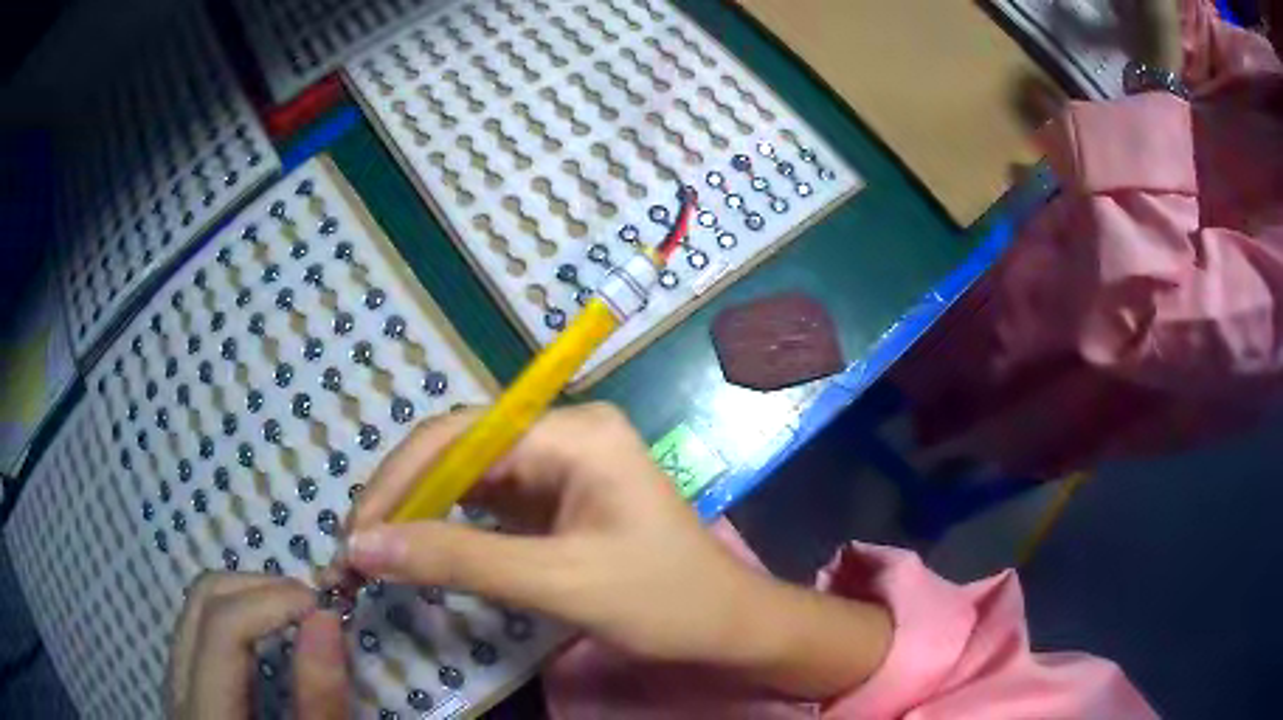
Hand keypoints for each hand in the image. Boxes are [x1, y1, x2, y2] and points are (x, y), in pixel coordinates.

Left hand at [166, 572, 350, 718]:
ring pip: (195, 606)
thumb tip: (325, 618)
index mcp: (204, 714)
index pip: (221, 628)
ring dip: (247, 596)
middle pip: (201, 600)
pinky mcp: (183, 684)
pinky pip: (199, 627)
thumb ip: (319, 700)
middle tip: (313, 608)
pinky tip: (268, 637)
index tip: (325, 608)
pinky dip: (236, 615)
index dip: (272, 603)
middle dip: (260, 588)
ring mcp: (174, 681)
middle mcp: (176, 686)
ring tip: (294, 616)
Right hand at [340, 403, 891, 699]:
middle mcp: (563, 434)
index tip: (357, 533)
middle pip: (459, 452)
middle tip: (360, 547)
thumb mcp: (556, 582)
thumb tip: (362, 546)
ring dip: (422, 514)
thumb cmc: (663, 601)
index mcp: (574, 432)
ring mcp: (560, 466)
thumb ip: (456, 560)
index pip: (460, 436)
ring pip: (468, 478)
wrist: (728, 626)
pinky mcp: (556, 500)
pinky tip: (424, 551)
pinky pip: (489, 505)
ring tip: (379, 551)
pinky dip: (452, 529)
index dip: (399, 480)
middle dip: (405, 498)